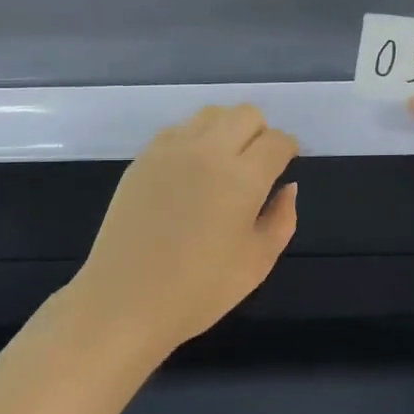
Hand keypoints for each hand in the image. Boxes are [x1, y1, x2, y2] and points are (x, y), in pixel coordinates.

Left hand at [69, 105, 298, 357]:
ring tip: (224, 164)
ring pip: (210, 114)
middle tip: (257, 164)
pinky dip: (194, 139)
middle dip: (260, 132)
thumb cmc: (199, 290)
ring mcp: (171, 150)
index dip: (288, 149)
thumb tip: (287, 187)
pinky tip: (191, 171)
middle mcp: (208, 151)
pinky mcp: (143, 158)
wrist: (125, 300)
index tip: (286, 164)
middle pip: (246, 114)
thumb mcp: (258, 262)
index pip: (277, 140)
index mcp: (243, 178)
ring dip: (227, 129)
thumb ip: (282, 218)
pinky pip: (178, 129)